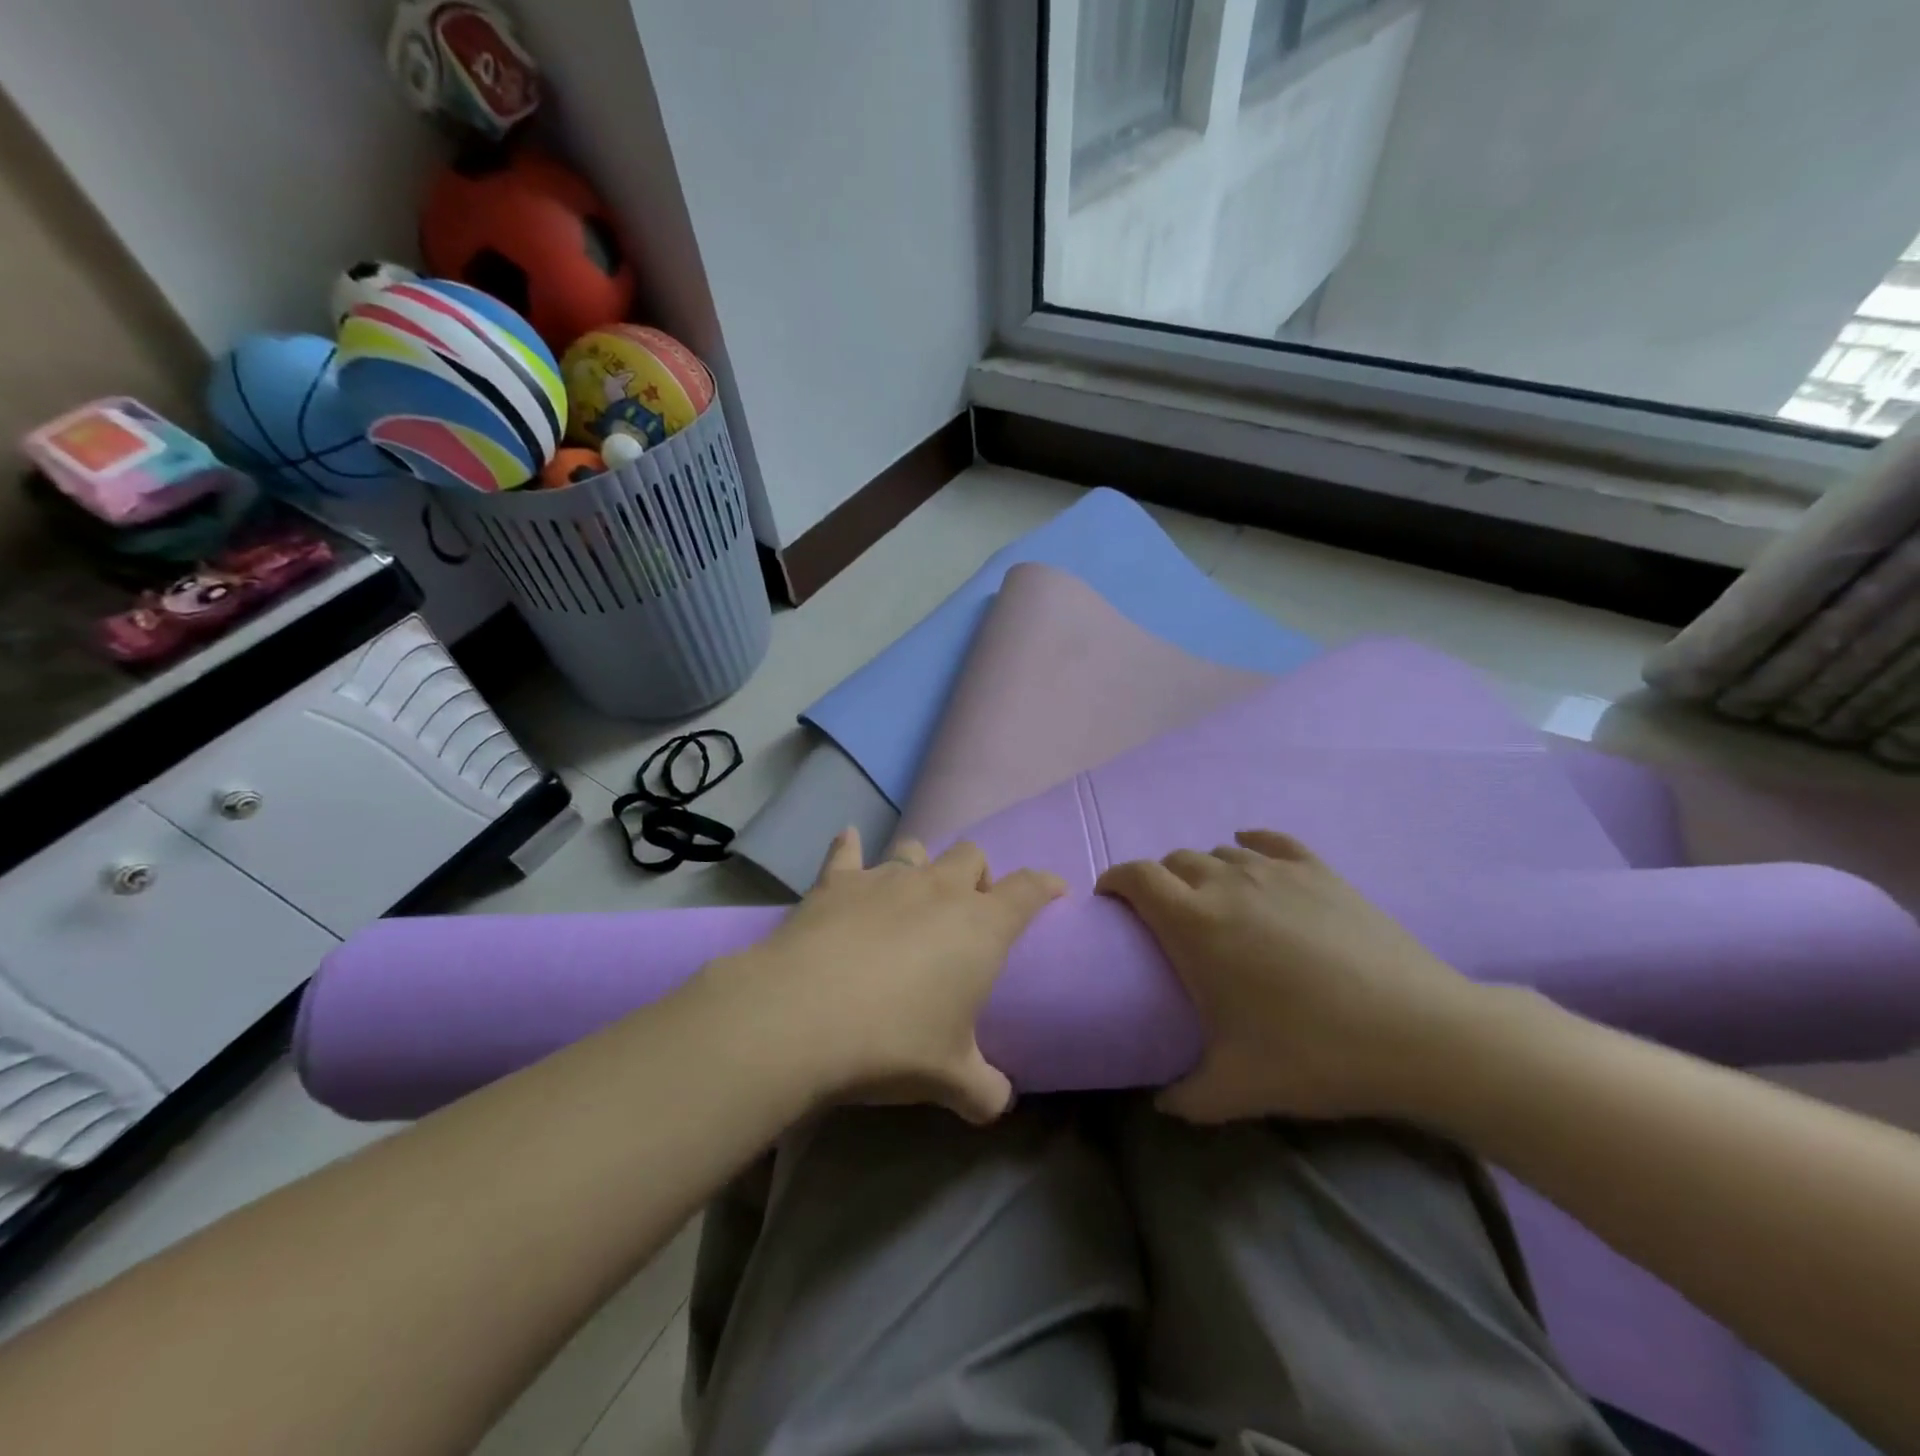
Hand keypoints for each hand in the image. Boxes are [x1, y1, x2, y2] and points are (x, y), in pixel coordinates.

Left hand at [700, 829, 1064, 1122]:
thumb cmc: (894, 1042)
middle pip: (971, 855)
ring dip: (921, 865)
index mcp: (981, 926)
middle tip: (968, 909)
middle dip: (976, 874)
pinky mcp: (837, 881)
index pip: (1028, 889)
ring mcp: (886, 878)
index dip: (1045, 884)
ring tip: (912, 892)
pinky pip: (846, 851)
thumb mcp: (951, 1079)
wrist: (804, 1016)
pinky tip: (848, 841)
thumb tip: (999, 1102)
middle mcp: (939, 888)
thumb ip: (985, 1090)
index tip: (1053, 889)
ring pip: (915, 849)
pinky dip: (849, 847)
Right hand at [1097, 830, 1486, 1121]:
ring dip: (1203, 871)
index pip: (1136, 877)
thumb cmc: (1315, 1053)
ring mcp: (1276, 871)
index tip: (1111, 902)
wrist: (1420, 1033)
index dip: (1115, 880)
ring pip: (1219, 852)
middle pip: (1174, 861)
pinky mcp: (1319, 870)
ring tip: (1214, 903)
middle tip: (1166, 919)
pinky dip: (1250, 845)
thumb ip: (1185, 1098)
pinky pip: (1270, 841)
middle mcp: (1226, 882)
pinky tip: (1252, 856)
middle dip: (1159, 882)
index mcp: (1194, 922)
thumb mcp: (1238, 1087)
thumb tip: (1160, 1103)